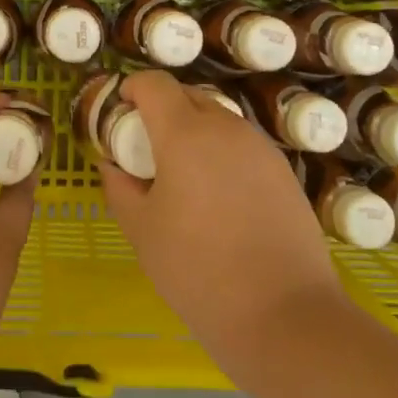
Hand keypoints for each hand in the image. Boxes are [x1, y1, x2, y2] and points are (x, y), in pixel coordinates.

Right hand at [98, 72, 347, 370]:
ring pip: (218, 120)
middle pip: (187, 96)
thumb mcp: (142, 232)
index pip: (154, 83)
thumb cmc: (198, 271)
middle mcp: (226, 127)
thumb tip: (113, 165)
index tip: (120, 114)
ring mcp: (260, 147)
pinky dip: (221, 154)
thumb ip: (120, 188)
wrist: (284, 314)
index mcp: (185, 134)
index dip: (132, 89)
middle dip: (161, 110)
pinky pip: (242, 145)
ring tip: (183, 178)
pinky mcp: (283, 171)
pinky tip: (219, 198)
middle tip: (146, 151)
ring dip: (193, 132)